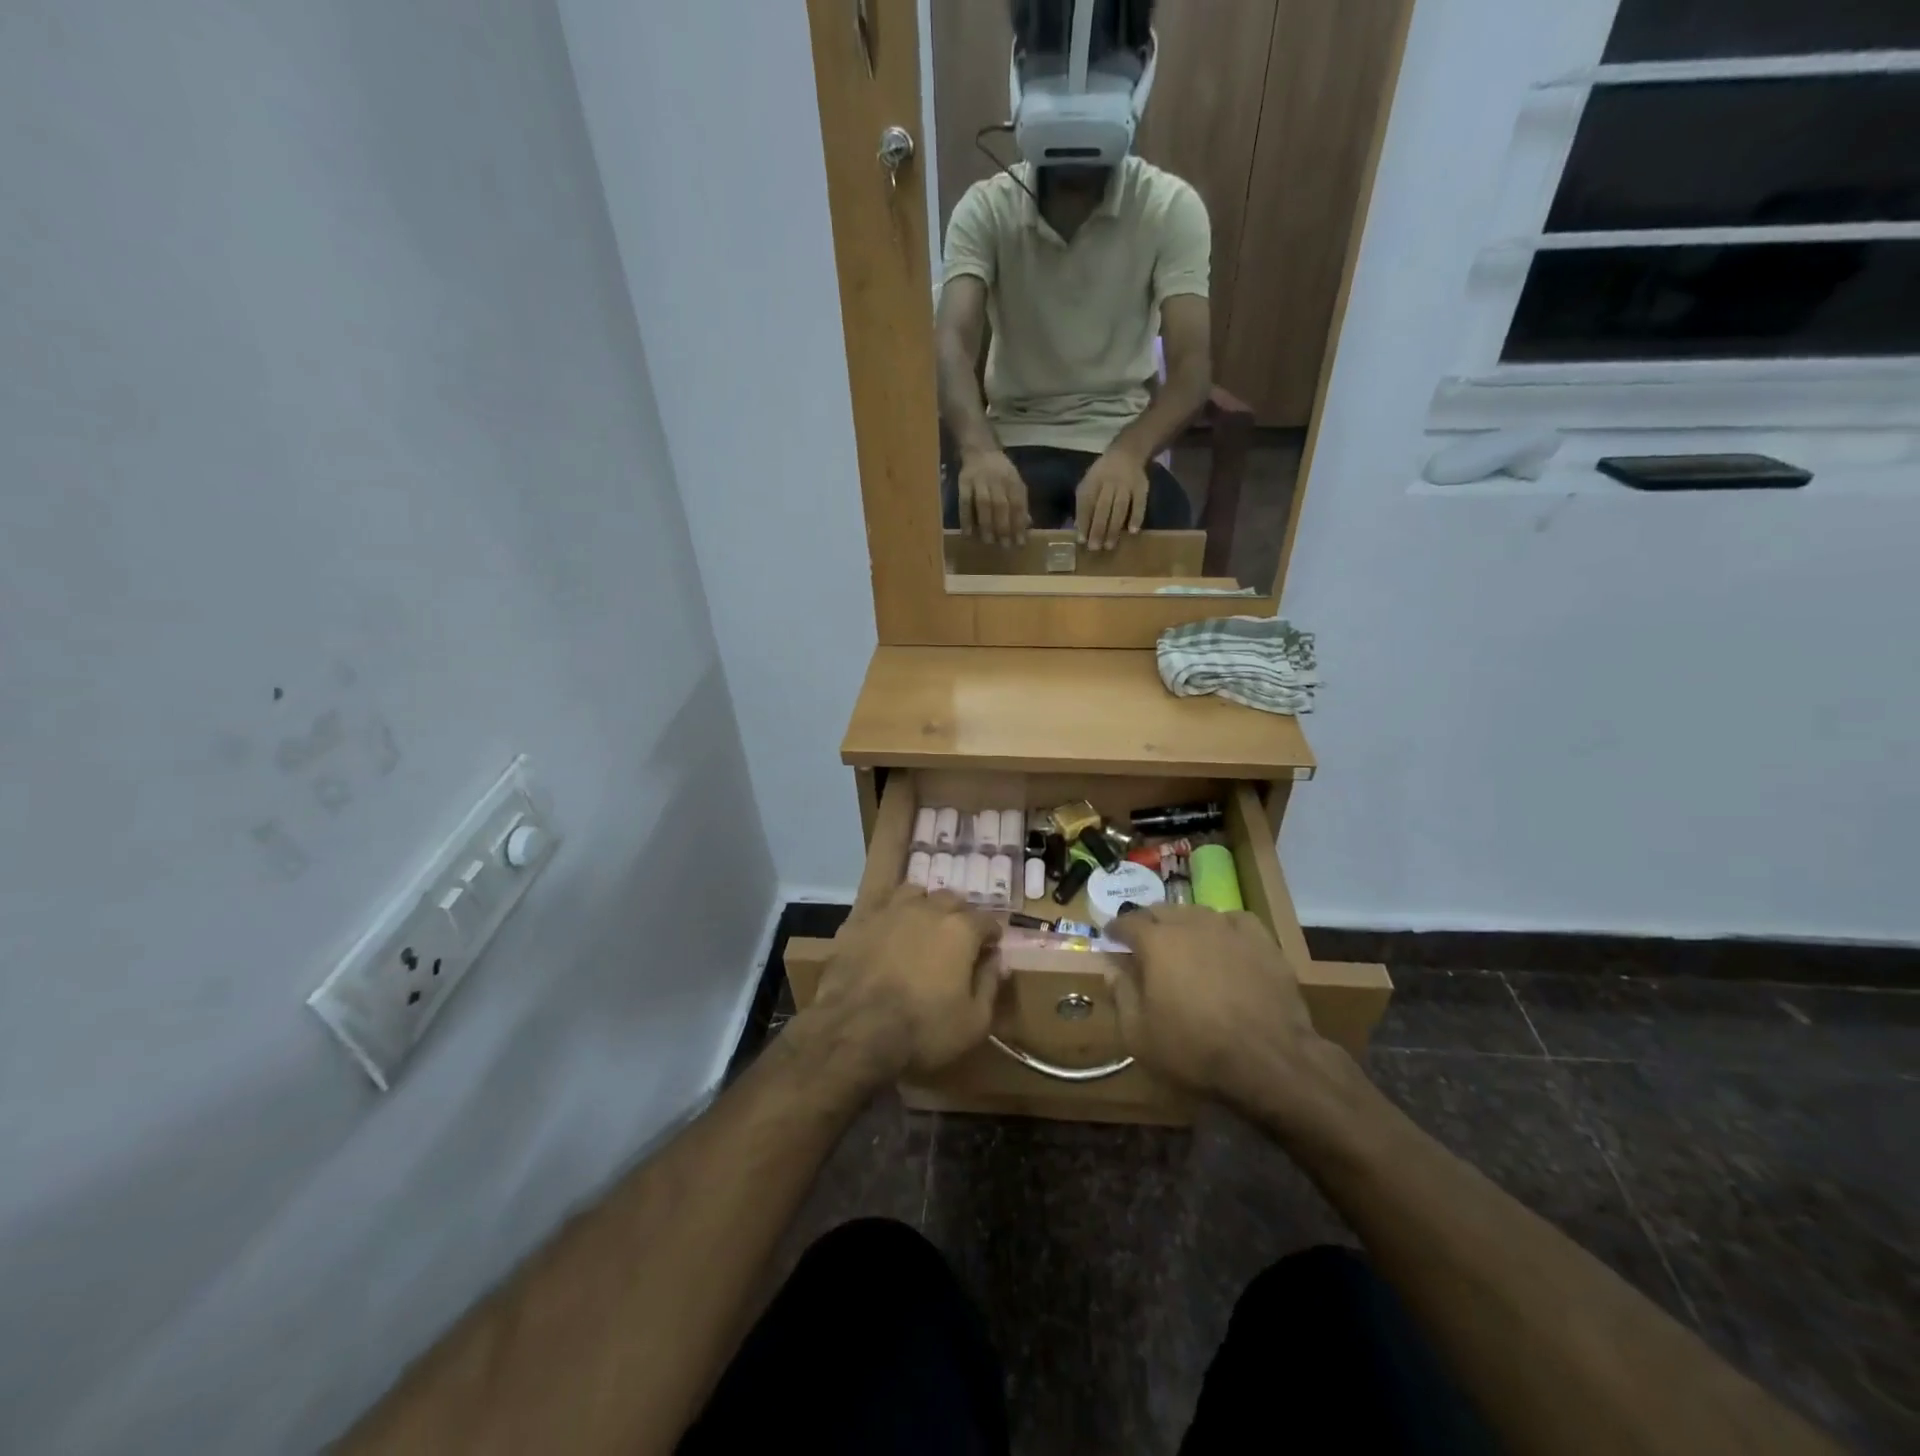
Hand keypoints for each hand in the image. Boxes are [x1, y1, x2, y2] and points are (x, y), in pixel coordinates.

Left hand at [806, 887, 1005, 1083]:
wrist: (855, 1031)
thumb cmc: (923, 1030)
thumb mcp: (974, 1021)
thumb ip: (990, 984)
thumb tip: (996, 961)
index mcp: (960, 929)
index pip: (986, 920)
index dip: (991, 935)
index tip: (990, 948)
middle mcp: (927, 909)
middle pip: (951, 899)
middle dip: (959, 915)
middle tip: (957, 938)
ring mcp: (889, 911)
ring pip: (914, 893)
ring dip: (923, 906)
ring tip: (922, 926)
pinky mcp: (858, 921)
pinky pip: (881, 908)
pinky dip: (890, 917)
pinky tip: (887, 935)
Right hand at [956, 448, 1029, 544]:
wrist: (980, 448)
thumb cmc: (1001, 471)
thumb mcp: (1015, 483)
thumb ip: (1020, 503)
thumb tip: (1027, 525)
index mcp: (1013, 480)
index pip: (1018, 504)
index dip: (1019, 524)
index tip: (1020, 543)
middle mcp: (997, 479)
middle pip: (1001, 505)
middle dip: (1004, 527)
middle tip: (1005, 546)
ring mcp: (979, 480)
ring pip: (983, 504)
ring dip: (986, 524)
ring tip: (988, 542)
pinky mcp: (963, 482)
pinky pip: (964, 502)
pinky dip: (966, 519)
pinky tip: (967, 534)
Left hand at [1075, 448, 1149, 550]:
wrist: (1127, 452)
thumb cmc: (1103, 474)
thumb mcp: (1089, 483)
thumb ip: (1083, 504)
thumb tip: (1079, 529)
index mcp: (1092, 481)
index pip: (1086, 503)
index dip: (1083, 521)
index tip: (1081, 540)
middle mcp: (1109, 482)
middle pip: (1102, 508)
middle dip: (1097, 529)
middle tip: (1094, 548)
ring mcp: (1126, 485)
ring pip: (1119, 508)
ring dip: (1114, 528)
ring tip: (1109, 546)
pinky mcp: (1141, 487)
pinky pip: (1139, 503)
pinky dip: (1136, 517)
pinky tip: (1133, 531)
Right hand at [1106, 905, 1328, 1113]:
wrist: (1268, 1059)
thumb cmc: (1194, 1049)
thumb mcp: (1139, 1034)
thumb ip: (1121, 994)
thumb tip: (1111, 968)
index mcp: (1156, 942)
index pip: (1128, 922)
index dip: (1115, 929)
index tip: (1110, 936)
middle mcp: (1190, 924)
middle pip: (1162, 911)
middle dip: (1148, 922)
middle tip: (1144, 940)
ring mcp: (1229, 929)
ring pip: (1197, 913)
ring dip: (1183, 923)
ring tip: (1183, 939)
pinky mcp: (1262, 941)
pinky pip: (1235, 920)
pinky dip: (1223, 926)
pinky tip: (1224, 940)